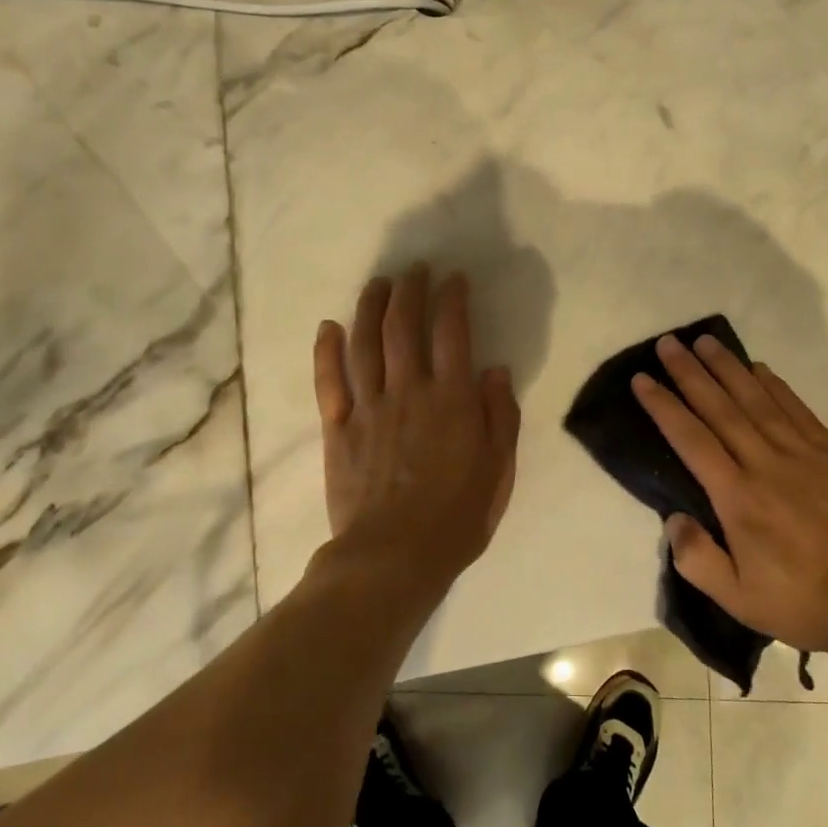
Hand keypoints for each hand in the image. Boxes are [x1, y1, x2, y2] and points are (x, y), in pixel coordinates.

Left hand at [312, 266, 519, 588]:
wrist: (393, 557)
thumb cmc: (456, 517)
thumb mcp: (498, 470)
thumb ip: (499, 416)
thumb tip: (494, 370)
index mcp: (451, 399)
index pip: (452, 333)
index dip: (452, 299)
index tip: (453, 279)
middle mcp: (408, 391)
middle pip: (404, 327)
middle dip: (410, 290)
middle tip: (414, 269)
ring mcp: (368, 407)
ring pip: (365, 343)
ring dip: (370, 307)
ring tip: (377, 283)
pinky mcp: (337, 428)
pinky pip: (329, 381)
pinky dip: (328, 350)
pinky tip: (329, 327)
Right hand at [631, 334, 827, 654]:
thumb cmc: (800, 602)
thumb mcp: (736, 598)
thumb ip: (696, 558)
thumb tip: (673, 517)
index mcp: (737, 497)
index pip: (691, 439)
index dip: (664, 406)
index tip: (643, 379)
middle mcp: (765, 464)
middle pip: (720, 407)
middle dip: (690, 373)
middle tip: (668, 343)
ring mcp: (802, 454)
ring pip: (757, 399)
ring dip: (728, 367)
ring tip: (705, 341)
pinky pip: (797, 409)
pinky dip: (775, 385)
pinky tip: (758, 367)